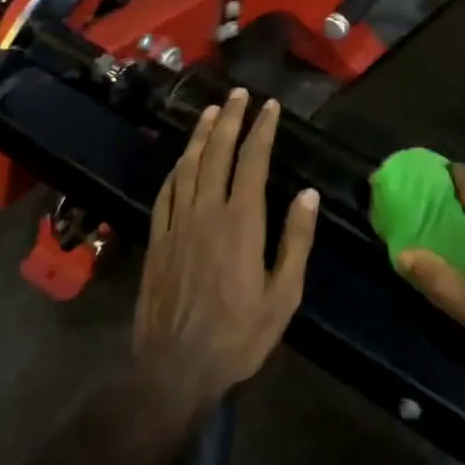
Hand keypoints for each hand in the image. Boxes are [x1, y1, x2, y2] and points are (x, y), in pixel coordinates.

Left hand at [133, 89, 320, 411]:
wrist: (173, 370)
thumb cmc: (238, 336)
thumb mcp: (283, 296)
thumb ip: (296, 241)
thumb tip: (307, 195)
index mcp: (240, 223)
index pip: (252, 162)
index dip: (261, 130)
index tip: (270, 106)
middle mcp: (206, 212)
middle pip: (217, 153)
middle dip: (229, 119)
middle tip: (239, 94)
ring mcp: (177, 224)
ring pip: (188, 166)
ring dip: (201, 135)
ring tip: (211, 110)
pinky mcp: (157, 240)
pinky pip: (166, 192)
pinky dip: (176, 168)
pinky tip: (182, 159)